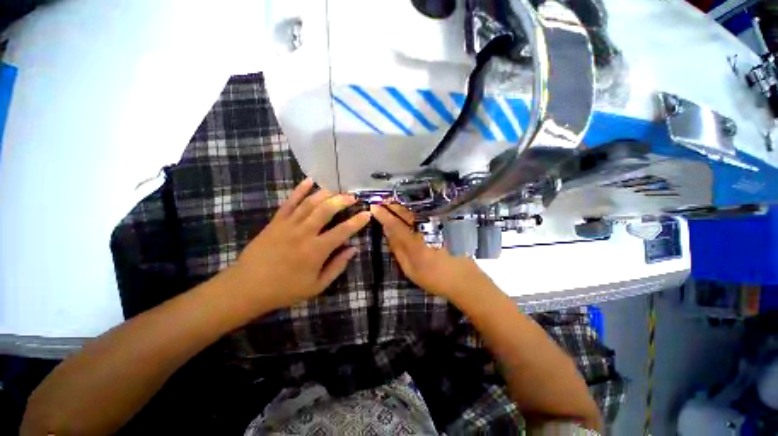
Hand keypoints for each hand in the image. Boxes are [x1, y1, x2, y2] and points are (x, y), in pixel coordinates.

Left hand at [228, 178, 370, 315]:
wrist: (247, 288)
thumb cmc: (285, 290)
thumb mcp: (317, 286)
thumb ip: (337, 266)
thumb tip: (353, 249)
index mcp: (316, 250)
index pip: (343, 231)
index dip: (357, 221)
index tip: (367, 213)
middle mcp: (304, 233)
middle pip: (327, 210)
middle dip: (342, 201)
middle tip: (353, 197)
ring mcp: (288, 224)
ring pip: (310, 203)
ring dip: (326, 194)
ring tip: (338, 190)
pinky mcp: (276, 221)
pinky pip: (289, 202)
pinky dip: (299, 190)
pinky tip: (309, 181)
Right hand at [370, 203, 493, 299]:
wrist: (464, 279)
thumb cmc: (434, 278)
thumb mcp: (410, 270)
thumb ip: (398, 249)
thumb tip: (388, 232)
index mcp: (414, 243)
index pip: (395, 224)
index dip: (383, 215)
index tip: (373, 207)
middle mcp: (424, 231)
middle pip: (405, 214)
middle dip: (392, 206)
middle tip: (381, 201)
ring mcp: (435, 227)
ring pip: (415, 212)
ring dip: (401, 207)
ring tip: (391, 203)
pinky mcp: (442, 226)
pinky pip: (424, 215)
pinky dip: (413, 211)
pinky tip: (408, 210)